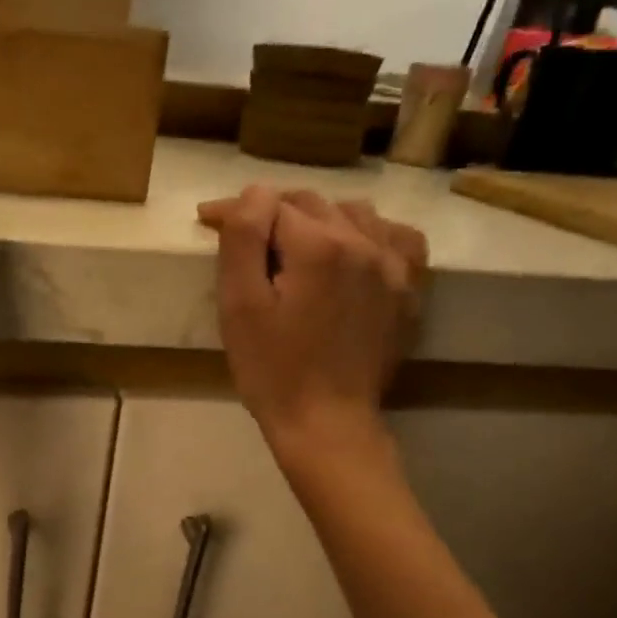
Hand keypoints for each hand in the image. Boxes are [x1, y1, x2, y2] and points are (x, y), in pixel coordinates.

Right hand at [198, 186, 427, 461]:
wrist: (326, 423)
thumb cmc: (272, 370)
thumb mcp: (240, 306)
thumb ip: (244, 238)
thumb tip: (253, 194)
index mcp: (319, 245)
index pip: (271, 204)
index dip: (235, 210)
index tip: (208, 220)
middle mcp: (364, 242)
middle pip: (312, 203)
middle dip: (274, 212)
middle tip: (245, 237)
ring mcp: (394, 266)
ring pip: (354, 212)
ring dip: (319, 218)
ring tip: (294, 244)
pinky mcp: (408, 290)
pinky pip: (396, 237)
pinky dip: (370, 233)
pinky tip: (352, 251)